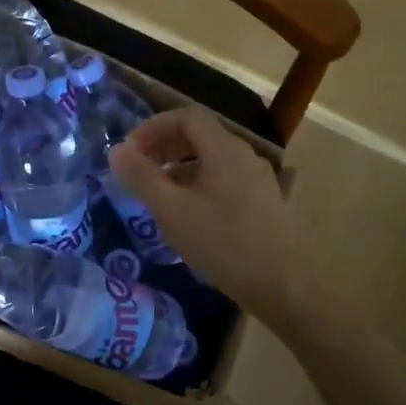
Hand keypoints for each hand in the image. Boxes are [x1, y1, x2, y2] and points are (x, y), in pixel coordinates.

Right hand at [109, 108, 313, 324]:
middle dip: (164, 147)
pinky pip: (225, 182)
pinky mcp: (266, 206)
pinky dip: (199, 186)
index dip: (152, 128)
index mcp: (224, 149)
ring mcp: (260, 181)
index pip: (185, 117)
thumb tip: (116, 150)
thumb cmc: (224, 243)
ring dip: (180, 169)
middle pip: (200, 136)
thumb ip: (141, 177)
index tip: (128, 152)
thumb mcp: (172, 210)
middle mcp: (245, 157)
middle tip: (138, 171)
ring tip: (158, 196)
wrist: (289, 287)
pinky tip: (189, 218)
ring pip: (212, 161)